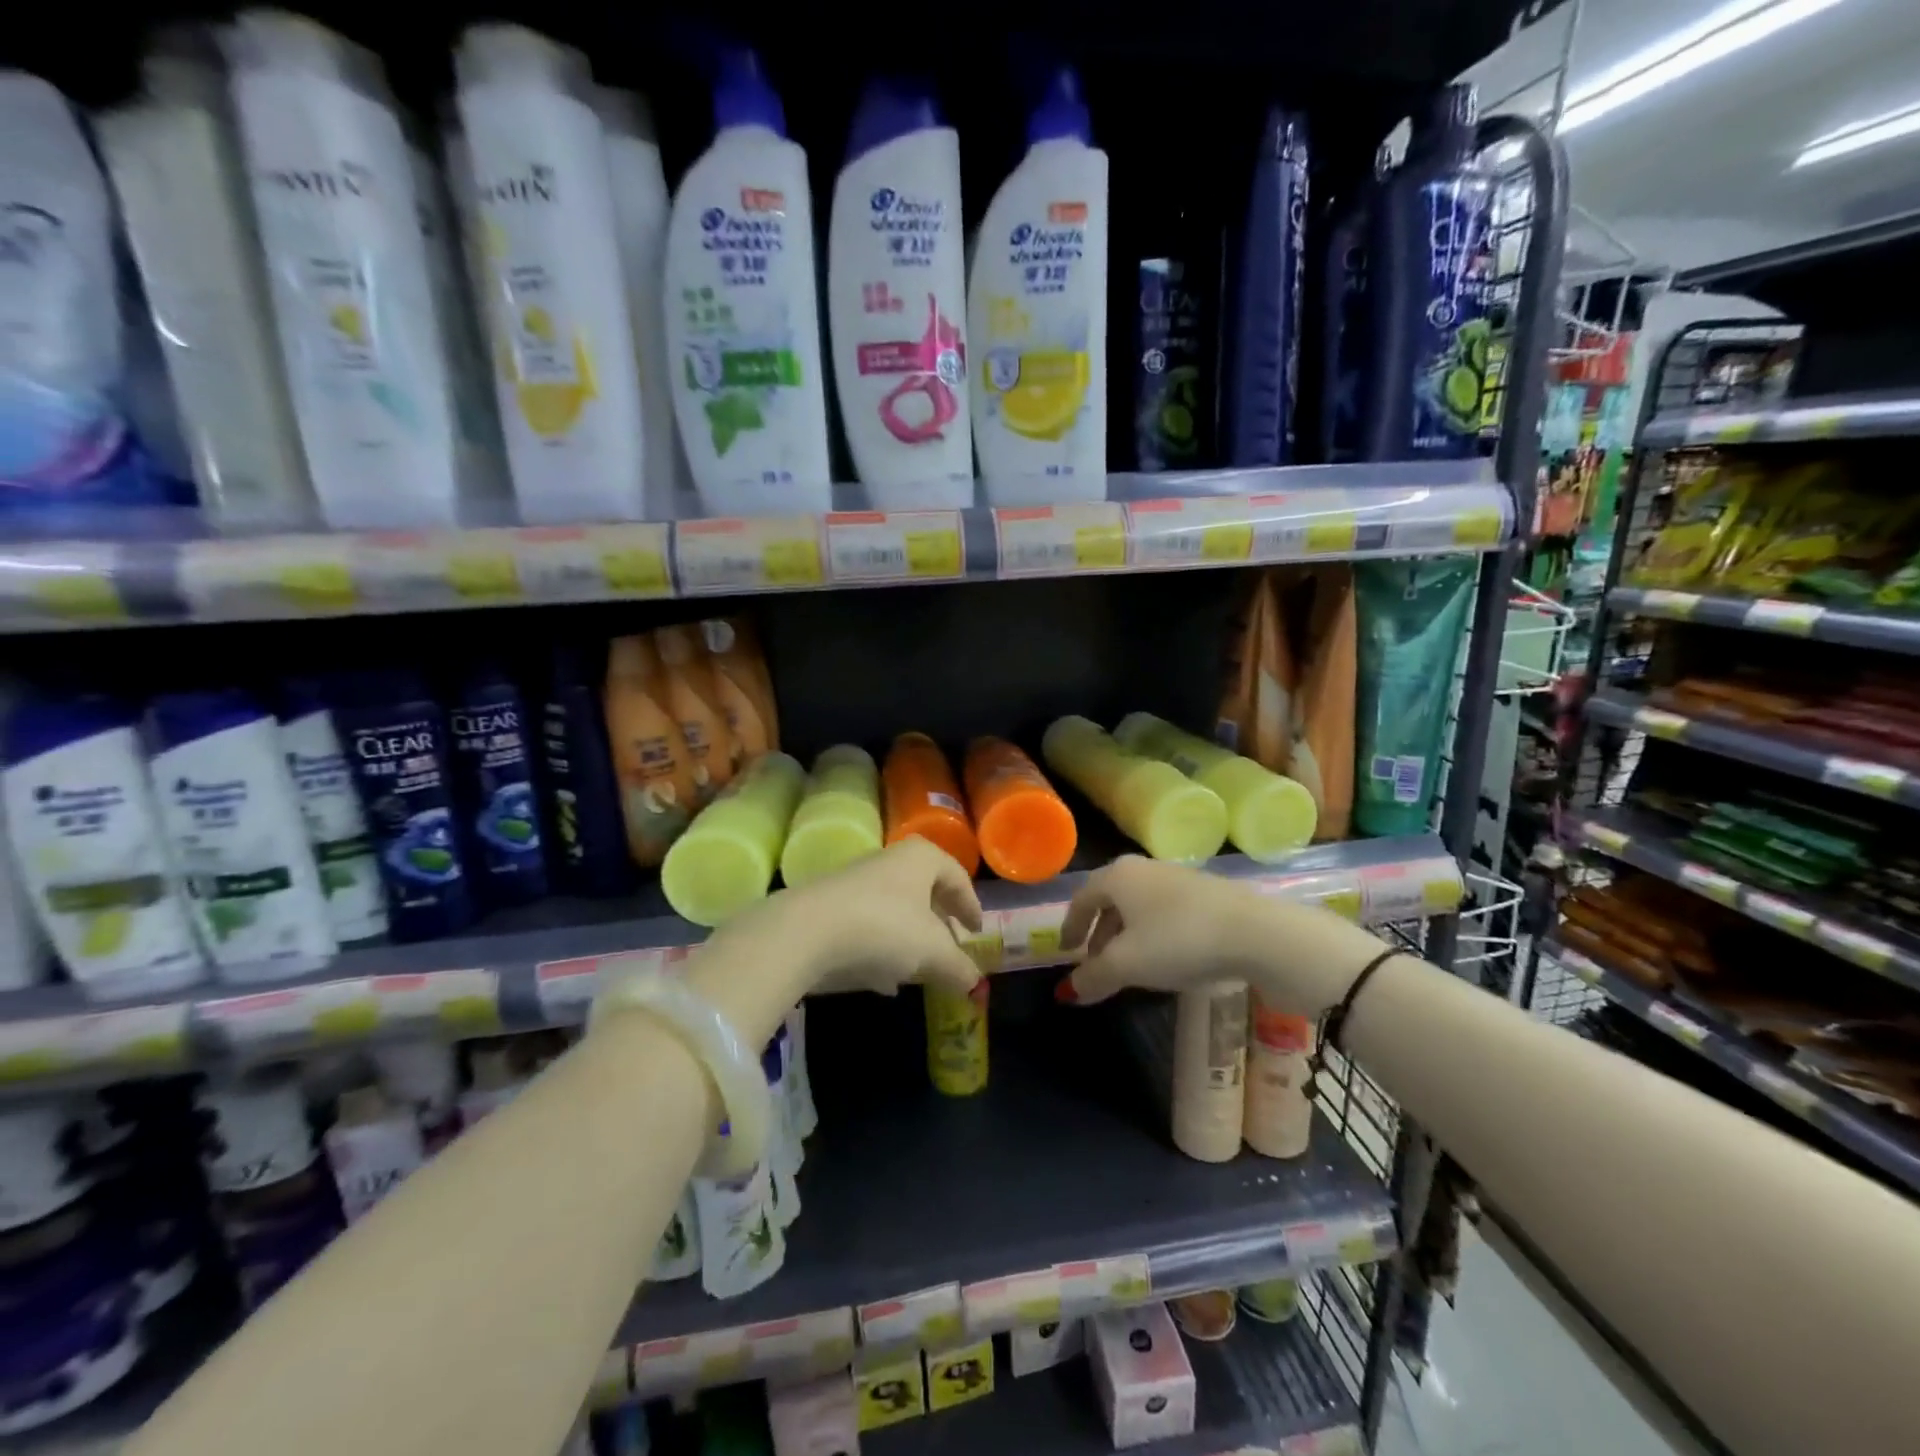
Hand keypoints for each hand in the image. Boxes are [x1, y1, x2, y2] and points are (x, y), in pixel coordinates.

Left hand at [691, 838, 983, 1046]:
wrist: (806, 931)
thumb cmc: (884, 928)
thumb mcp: (932, 953)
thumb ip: (959, 968)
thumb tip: (975, 984)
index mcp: (920, 859)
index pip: (956, 875)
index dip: (970, 904)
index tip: (976, 931)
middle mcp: (888, 861)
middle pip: (923, 890)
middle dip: (938, 922)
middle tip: (949, 947)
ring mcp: (854, 882)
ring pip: (893, 909)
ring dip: (908, 938)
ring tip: (918, 970)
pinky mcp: (827, 906)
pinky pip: (865, 926)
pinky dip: (880, 949)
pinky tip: (882, 981)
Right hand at [1057, 856, 1368, 1015]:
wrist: (1257, 933)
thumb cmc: (1178, 941)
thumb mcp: (1127, 965)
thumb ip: (1092, 977)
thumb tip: (1068, 992)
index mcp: (1118, 876)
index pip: (1082, 899)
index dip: (1071, 927)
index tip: (1067, 952)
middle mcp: (1144, 868)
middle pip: (1111, 900)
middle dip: (1100, 933)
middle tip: (1096, 963)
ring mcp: (1178, 877)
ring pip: (1140, 906)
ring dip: (1128, 935)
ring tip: (1131, 966)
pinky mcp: (1207, 892)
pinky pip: (1166, 911)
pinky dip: (1155, 933)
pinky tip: (1167, 958)